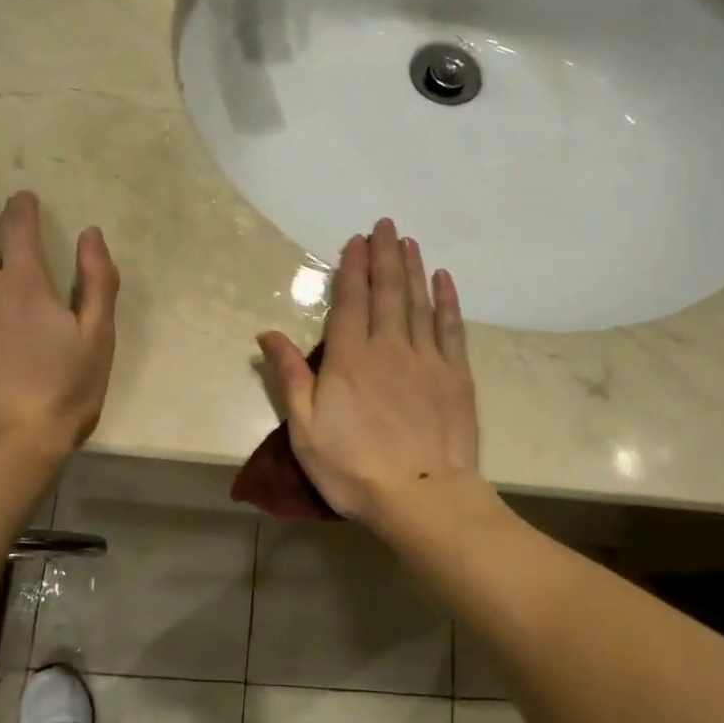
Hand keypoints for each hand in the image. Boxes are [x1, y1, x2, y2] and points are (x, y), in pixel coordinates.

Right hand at [258, 219, 480, 522]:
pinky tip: (443, 280)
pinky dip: (447, 301)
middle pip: (387, 292)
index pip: (350, 301)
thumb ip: (290, 377)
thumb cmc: (354, 469)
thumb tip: (267, 334)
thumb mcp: (305, 430)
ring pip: (419, 302)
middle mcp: (389, 347)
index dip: (352, 268)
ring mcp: (427, 359)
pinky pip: (451, 328)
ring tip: (409, 242)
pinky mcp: (456, 375)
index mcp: (349, 359)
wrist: (421, 496)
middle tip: (385, 225)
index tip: (356, 241)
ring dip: (412, 269)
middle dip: (384, 255)